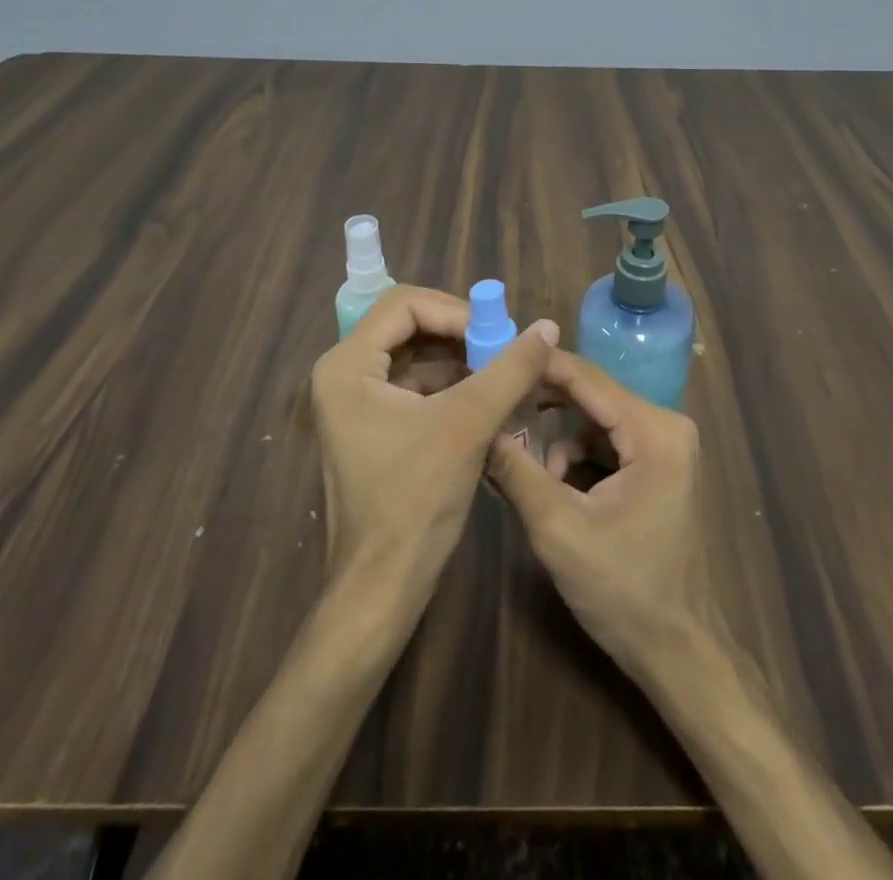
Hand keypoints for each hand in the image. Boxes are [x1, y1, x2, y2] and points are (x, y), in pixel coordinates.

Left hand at [310, 285, 558, 600]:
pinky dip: (453, 387)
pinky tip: (490, 399)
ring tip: (505, 373)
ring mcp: (356, 403)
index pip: (404, 305)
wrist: (382, 587)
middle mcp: (344, 375)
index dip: (455, 311)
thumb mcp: (468, 425)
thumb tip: (547, 327)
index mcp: (348, 366)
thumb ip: (510, 370)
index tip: (496, 333)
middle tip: (504, 348)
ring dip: (461, 361)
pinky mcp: (374, 427)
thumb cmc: (415, 500)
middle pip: (409, 327)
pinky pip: (416, 387)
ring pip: (416, 357)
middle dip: (460, 334)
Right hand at [488, 349, 717, 676]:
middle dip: (544, 402)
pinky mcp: (660, 468)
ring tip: (524, 467)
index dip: (539, 366)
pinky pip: (609, 443)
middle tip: (498, 406)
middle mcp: (667, 426)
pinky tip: (553, 486)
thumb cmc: (624, 591)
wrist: (679, 652)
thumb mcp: (558, 529)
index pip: (588, 378)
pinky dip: (578, 457)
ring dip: (559, 439)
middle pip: (593, 395)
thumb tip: (480, 426)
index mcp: (654, 431)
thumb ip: (517, 471)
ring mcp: (667, 447)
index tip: (494, 359)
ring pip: (597, 420)